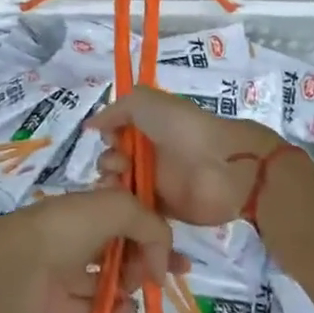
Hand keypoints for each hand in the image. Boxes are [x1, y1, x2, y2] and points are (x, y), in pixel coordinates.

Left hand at [0, 188, 175, 312]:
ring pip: (110, 277)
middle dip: (148, 260)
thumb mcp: (118, 207)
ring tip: (137, 290)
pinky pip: (93, 306)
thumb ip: (151, 225)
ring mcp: (68, 268)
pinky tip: (125, 309)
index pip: (132, 215)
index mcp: (91, 206)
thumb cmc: (67, 227)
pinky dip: (112, 308)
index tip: (179, 255)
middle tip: (164, 277)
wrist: (14, 265)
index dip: (156, 232)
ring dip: (130, 284)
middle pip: (123, 247)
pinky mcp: (59, 302)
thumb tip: (162, 260)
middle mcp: (81, 234)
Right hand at [89, 87, 285, 226]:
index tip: (110, 140)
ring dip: (112, 185)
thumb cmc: (183, 128)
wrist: (221, 167)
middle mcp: (150, 152)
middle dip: (108, 163)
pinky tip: (123, 205)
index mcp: (148, 126)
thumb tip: (91, 125)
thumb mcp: (146, 102)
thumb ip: (116, 109)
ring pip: (121, 186)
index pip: (116, 133)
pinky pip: (134, 210)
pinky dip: (124, 208)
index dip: (108, 137)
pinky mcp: (162, 209)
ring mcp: (156, 182)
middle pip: (115, 161)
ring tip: (120, 186)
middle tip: (120, 166)